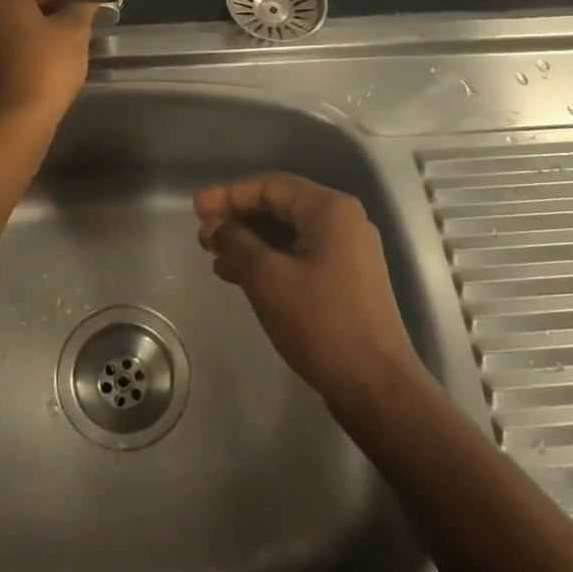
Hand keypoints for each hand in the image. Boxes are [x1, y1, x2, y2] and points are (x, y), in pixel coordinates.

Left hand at [0, 0, 97, 126]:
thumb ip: (85, 5)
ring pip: (16, 15)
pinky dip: (28, 37)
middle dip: (60, 1)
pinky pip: (6, 35)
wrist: (13, 121)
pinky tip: (52, 49)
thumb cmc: (45, 68)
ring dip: (44, 20)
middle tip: (90, 14)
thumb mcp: (73, 32)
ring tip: (75, 32)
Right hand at [193, 173, 421, 408]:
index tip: (196, 208)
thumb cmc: (321, 322)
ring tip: (212, 256)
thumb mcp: (268, 278)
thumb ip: (237, 242)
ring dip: (248, 241)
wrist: (376, 385)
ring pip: (287, 234)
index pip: (270, 186)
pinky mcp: (344, 280)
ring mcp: (346, 252)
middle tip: (202, 235)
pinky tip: (237, 275)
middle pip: (279, 206)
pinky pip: (297, 256)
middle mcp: (342, 222)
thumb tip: (217, 225)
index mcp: (330, 210)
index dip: (229, 194)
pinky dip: (267, 260)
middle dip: (237, 218)